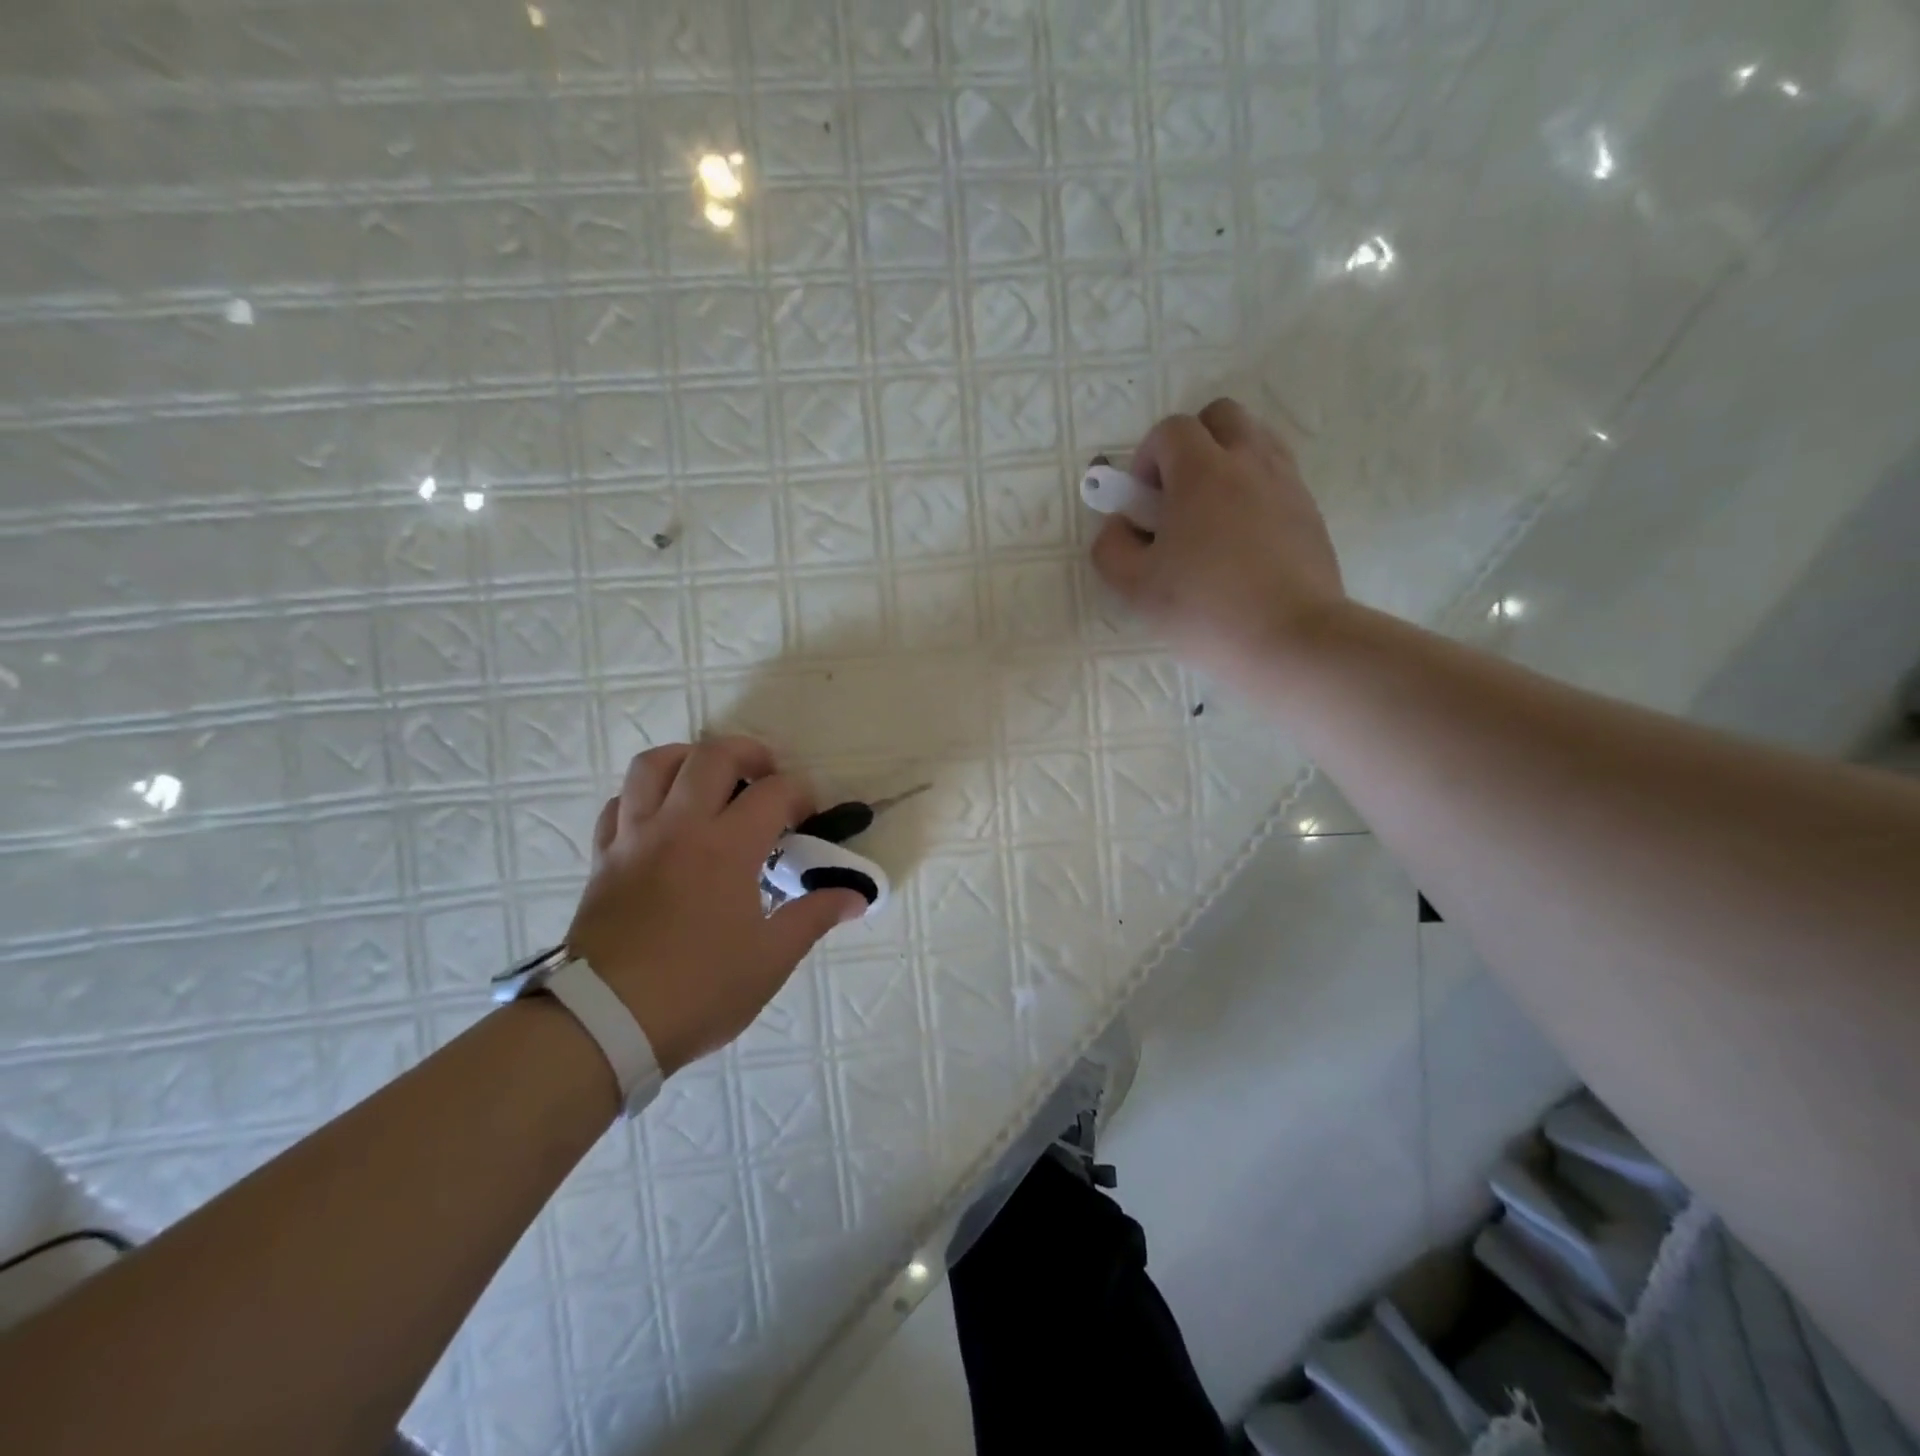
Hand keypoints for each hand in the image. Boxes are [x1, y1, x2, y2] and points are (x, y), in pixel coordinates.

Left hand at [564, 738, 865, 1075]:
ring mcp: (634, 838)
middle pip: (712, 756)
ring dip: (688, 758)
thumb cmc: (697, 990)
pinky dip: (643, 796)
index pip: (774, 792)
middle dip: (749, 753)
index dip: (801, 794)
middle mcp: (678, 827)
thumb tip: (857, 896)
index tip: (811, 817)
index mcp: (726, 847)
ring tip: (709, 779)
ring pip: (653, 765)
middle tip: (767, 775)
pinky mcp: (603, 858)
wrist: (604, 1024)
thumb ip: (814, 917)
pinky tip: (661, 817)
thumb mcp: (770, 960)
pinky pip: (618, 804)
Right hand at [1091, 398, 1345, 682]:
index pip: (1170, 430)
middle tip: (1176, 499)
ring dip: (1225, 463)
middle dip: (1191, 445)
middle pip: (1220, 417)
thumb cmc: (1205, 610)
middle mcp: (1249, 462)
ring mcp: (1287, 484)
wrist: (1291, 640)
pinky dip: (1253, 491)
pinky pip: (1276, 477)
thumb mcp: (1135, 588)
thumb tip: (1119, 526)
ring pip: (1254, 441)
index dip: (1147, 459)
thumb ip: (1111, 548)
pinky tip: (1241, 541)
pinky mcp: (1310, 511)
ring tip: (1210, 519)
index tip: (1142, 505)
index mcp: (1202, 472)